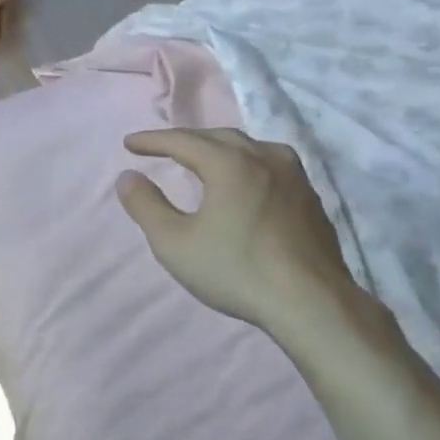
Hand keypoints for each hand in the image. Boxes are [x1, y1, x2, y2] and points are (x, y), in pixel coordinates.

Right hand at [116, 128, 360, 329]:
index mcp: (230, 163)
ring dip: (221, 149)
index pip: (183, 141)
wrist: (311, 302)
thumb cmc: (235, 270)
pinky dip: (247, 166)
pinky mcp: (311, 198)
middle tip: (163, 149)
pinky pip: (272, 167)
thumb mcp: (175, 243)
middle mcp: (265, 157)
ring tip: (204, 160)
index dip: (153, 140)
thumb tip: (127, 178)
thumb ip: (146, 206)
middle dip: (187, 140)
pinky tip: (246, 185)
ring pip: (251, 148)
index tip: (129, 144)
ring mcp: (295, 176)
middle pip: (219, 137)